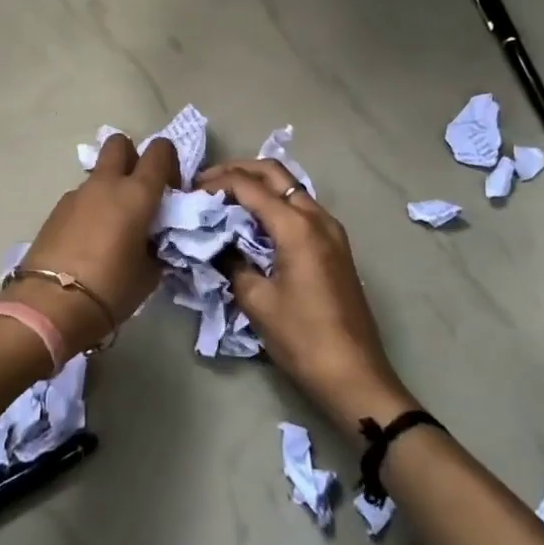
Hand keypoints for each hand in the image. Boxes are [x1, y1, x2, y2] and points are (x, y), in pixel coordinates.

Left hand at [6, 132, 179, 358]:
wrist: (50, 304)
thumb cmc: (111, 288)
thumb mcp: (149, 274)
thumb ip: (156, 247)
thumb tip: (151, 241)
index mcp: (137, 193)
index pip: (159, 151)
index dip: (169, 162)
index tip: (171, 190)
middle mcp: (106, 184)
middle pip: (119, 144)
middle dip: (132, 157)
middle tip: (139, 192)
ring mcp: (76, 194)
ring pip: (98, 174)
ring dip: (109, 188)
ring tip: (113, 227)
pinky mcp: (55, 210)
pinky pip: (81, 198)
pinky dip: (90, 208)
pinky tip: (90, 241)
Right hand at [197, 159, 417, 437]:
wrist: (353, 373)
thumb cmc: (302, 338)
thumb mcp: (257, 301)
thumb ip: (233, 263)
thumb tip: (219, 246)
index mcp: (297, 226)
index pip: (250, 186)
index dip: (216, 182)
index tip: (190, 190)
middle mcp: (317, 218)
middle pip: (275, 173)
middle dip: (239, 171)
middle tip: (206, 182)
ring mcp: (331, 231)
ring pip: (290, 189)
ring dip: (258, 186)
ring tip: (225, 200)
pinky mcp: (335, 247)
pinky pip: (301, 210)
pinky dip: (274, 205)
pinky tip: (252, 224)